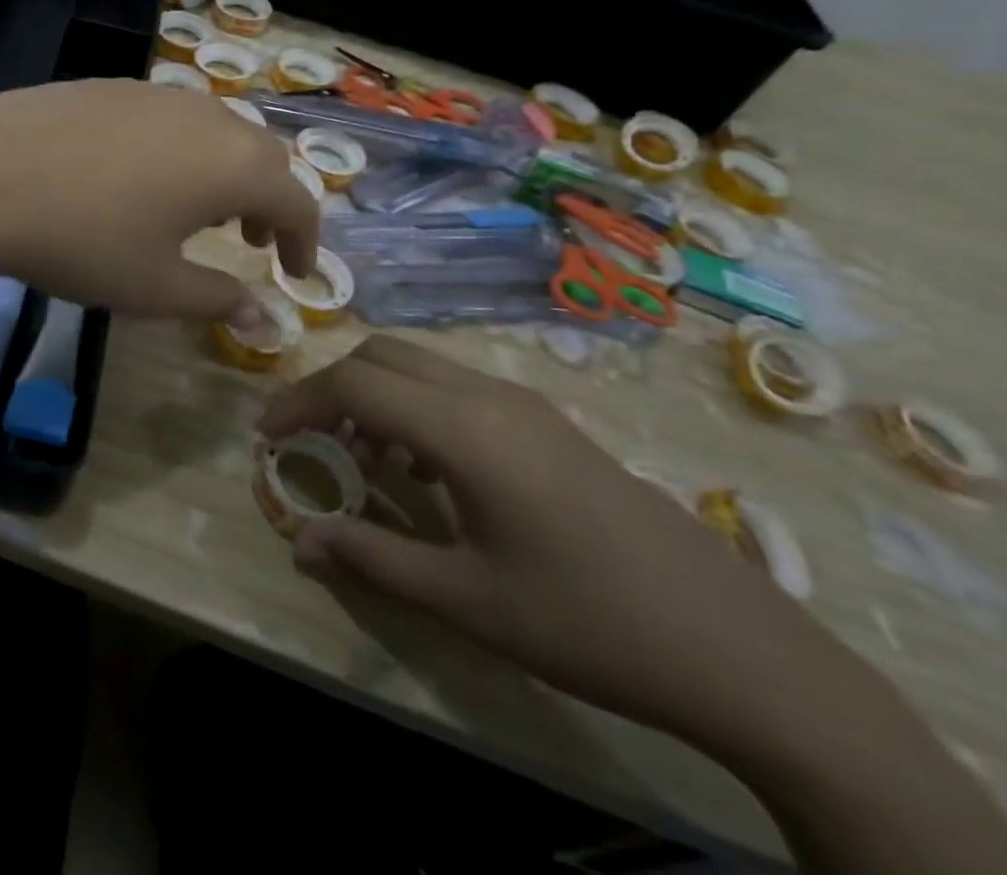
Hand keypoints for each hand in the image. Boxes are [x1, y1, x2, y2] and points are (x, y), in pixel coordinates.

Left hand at [0, 79, 318, 319]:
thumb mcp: (155, 286)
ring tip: (197, 211)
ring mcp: (157, 93)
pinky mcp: (112, 85)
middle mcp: (208, 116)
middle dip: (267, 201)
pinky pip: (170, 118)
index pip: (298, 201)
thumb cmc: (82, 240)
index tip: (295, 272)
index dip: (304, 241)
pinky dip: (181, 150)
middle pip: (263, 156)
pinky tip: (140, 178)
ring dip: (224, 172)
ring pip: (216, 131)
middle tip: (248, 240)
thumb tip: (267, 319)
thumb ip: (218, 299)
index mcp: (234, 165)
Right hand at [258, 336, 866, 753]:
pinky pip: (456, 387)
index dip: (299, 403)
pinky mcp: (547, 422)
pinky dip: (414, 406)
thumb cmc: (588, 623)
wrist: (739, 649)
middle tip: (307, 440)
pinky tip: (425, 467)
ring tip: (361, 457)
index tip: (267, 438)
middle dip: (330, 388)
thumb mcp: (467, 599)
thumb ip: (373, 557)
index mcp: (464, 428)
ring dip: (374, 394)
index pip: (353, 384)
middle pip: (381, 356)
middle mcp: (489, 395)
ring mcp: (524, 403)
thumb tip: (298, 539)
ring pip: (420, 366)